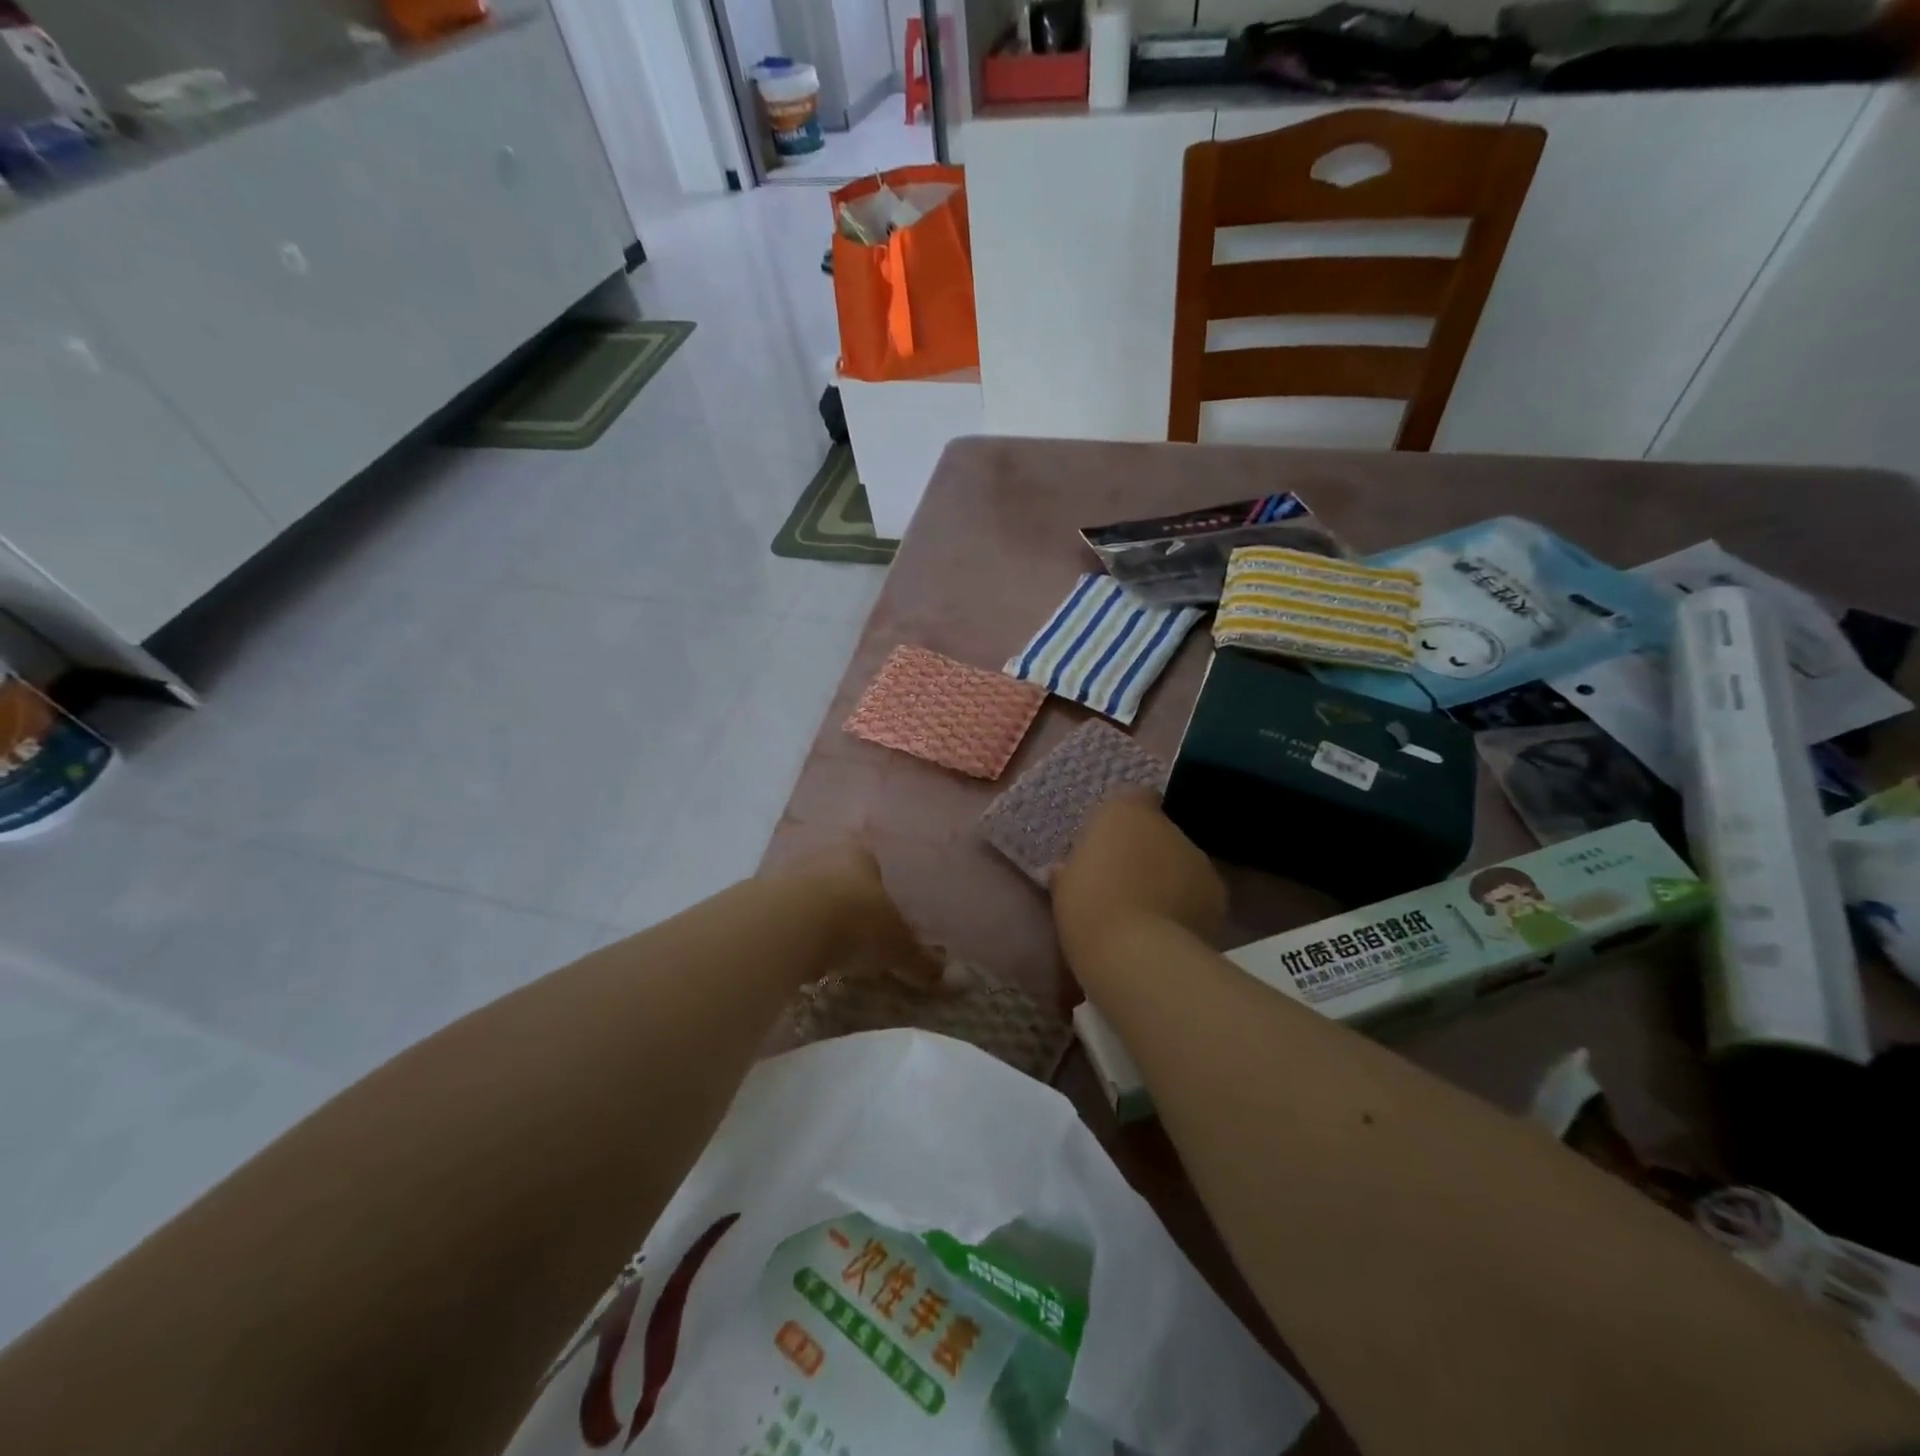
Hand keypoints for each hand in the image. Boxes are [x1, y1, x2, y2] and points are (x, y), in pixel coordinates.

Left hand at [776, 843, 943, 988]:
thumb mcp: (897, 946)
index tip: (883, 922)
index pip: (875, 867)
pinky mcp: (760, 899)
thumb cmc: (856, 922)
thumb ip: (922, 961)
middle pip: (839, 879)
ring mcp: (788, 873)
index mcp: (862, 855)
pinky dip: (792, 934)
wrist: (790, 925)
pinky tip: (798, 957)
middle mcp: (825, 855)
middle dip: (847, 905)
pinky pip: (784, 917)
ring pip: (809, 896)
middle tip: (857, 939)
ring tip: (827, 953)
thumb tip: (954, 980)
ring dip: (816, 919)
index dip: (881, 895)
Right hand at [1052, 792, 1227, 965]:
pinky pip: (1198, 891)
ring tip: (1150, 912)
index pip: (1134, 797)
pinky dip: (1188, 903)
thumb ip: (1069, 870)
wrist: (1138, 953)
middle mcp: (1166, 826)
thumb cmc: (1089, 908)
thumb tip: (1065, 870)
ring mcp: (1197, 858)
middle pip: (1159, 832)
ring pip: (1182, 861)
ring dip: (1170, 878)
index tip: (1111, 843)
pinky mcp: (1218, 893)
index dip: (1126, 819)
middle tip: (1125, 882)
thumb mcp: (1063, 888)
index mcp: (1124, 813)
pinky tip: (1171, 929)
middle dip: (1147, 852)